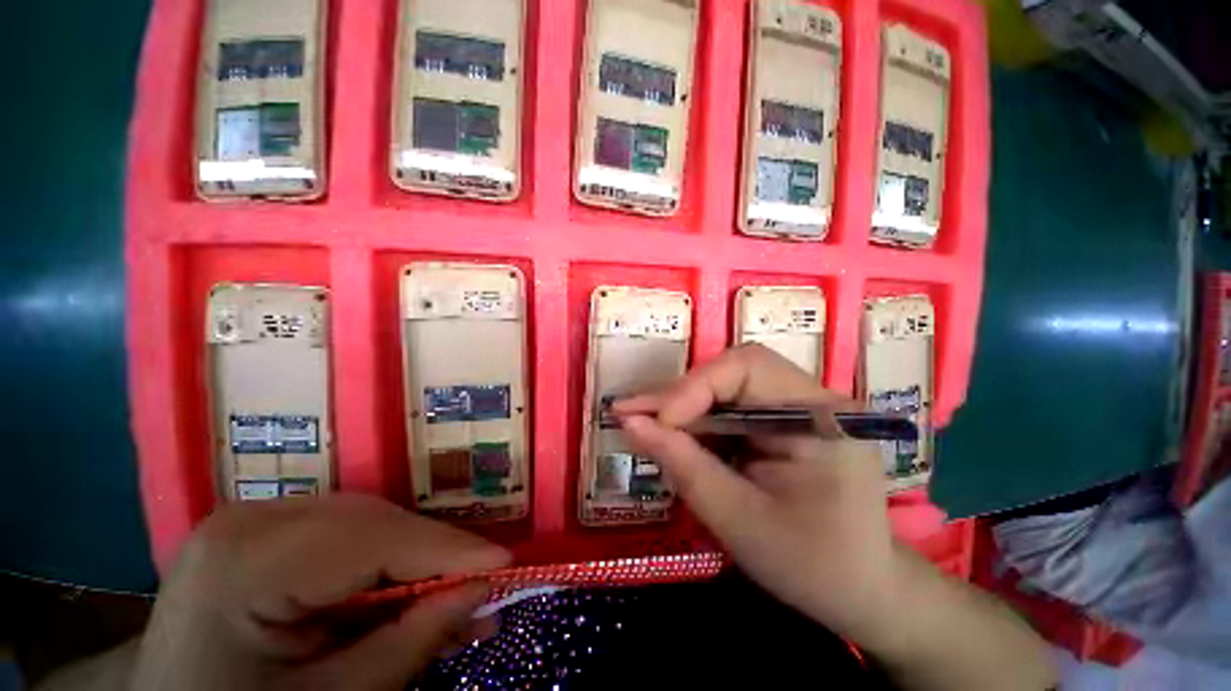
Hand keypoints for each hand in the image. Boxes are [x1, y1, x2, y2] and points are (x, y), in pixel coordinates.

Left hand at [130, 495, 509, 690]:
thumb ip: (406, 647)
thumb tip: (481, 594)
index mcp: (246, 563)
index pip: (374, 540)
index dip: (448, 551)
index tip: (506, 565)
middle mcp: (251, 520)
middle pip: (375, 523)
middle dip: (436, 556)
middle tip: (482, 587)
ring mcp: (253, 518)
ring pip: (368, 523)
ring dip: (415, 559)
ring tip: (451, 593)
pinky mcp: (262, 529)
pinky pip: (345, 534)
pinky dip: (384, 560)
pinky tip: (405, 589)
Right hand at [615, 344, 900, 644]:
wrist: (863, 592)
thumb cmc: (812, 567)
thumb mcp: (740, 520)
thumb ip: (684, 466)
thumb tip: (630, 422)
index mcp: (821, 416)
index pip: (748, 368)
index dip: (693, 387)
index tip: (655, 423)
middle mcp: (811, 398)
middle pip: (731, 373)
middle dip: (679, 396)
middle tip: (630, 415)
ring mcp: (796, 408)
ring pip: (723, 388)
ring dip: (682, 409)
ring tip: (642, 426)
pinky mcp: (780, 422)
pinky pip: (728, 409)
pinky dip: (696, 423)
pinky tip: (673, 439)